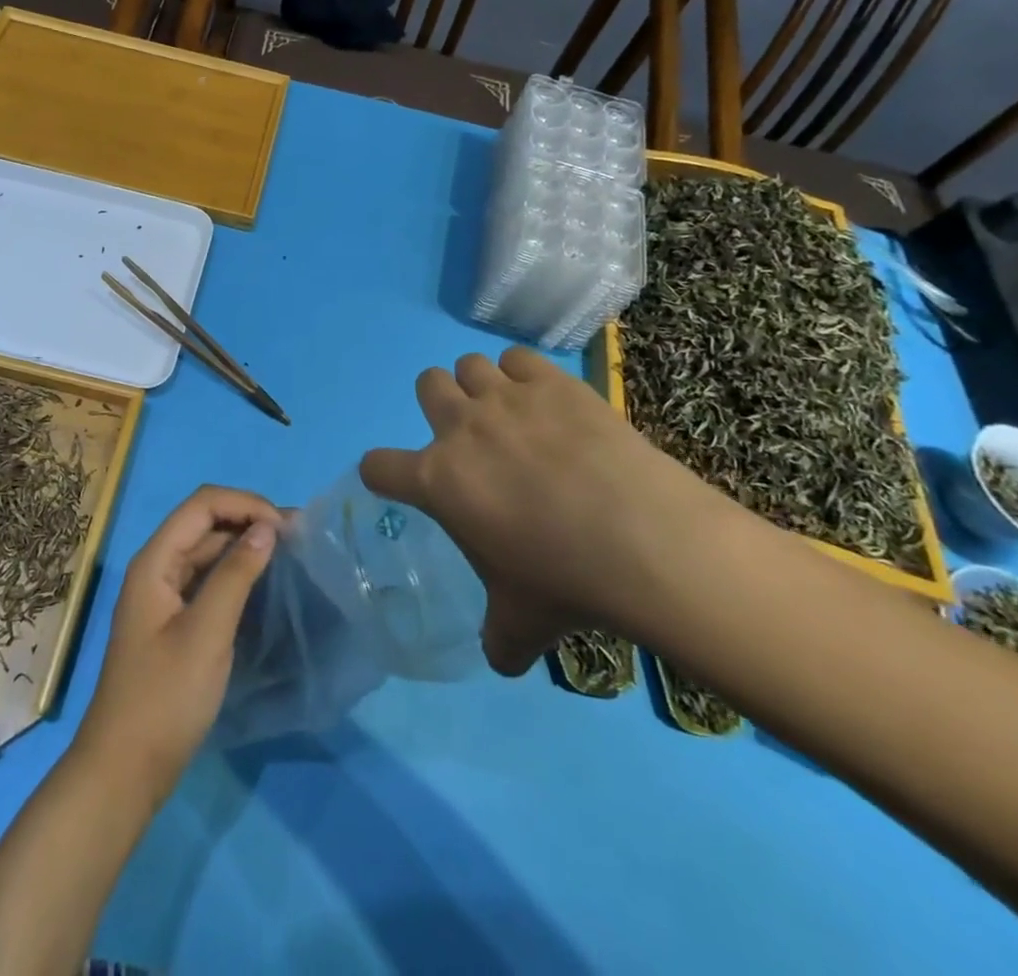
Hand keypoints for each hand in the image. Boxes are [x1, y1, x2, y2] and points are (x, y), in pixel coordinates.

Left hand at [76, 486, 280, 801]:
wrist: (125, 770)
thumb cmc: (164, 698)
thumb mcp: (206, 633)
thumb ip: (236, 575)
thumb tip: (267, 528)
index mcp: (155, 561)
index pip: (202, 505)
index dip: (245, 504)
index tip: (288, 527)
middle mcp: (157, 568)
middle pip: (205, 523)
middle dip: (250, 521)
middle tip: (299, 539)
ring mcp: (164, 595)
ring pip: (208, 551)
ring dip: (246, 546)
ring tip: (290, 555)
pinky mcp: (175, 621)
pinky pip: (208, 580)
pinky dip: (236, 573)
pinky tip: (264, 584)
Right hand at [360, 347, 719, 675]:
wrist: (641, 541)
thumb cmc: (564, 582)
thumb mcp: (520, 624)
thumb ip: (498, 638)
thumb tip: (500, 659)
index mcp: (437, 481)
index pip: (377, 466)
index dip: (381, 473)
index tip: (399, 482)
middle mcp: (461, 429)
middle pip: (426, 385)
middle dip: (440, 405)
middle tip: (471, 436)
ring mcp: (506, 400)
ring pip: (469, 365)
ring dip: (481, 386)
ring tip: (511, 413)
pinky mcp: (552, 383)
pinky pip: (518, 359)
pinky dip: (524, 375)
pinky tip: (547, 401)